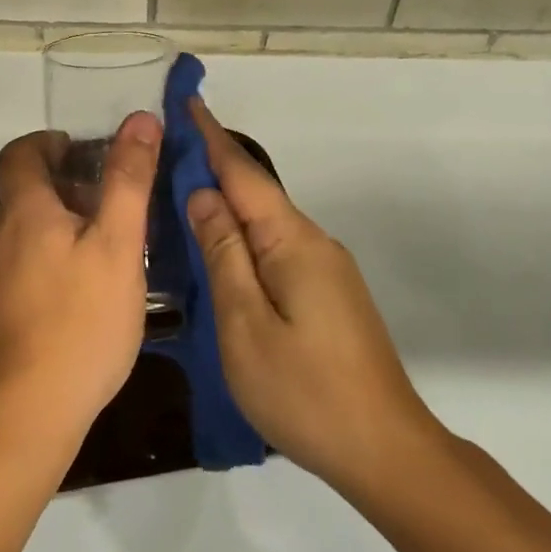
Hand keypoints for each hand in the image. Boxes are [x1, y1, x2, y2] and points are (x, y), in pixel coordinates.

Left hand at [0, 112, 161, 444]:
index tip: (85, 148)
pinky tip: (95, 282)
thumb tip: (138, 119)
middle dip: (67, 179)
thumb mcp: (118, 244)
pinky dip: (61, 251)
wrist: (31, 411)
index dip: (49, 140)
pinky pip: (33, 260)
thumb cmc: (81, 319)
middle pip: (27, 190)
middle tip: (115, 192)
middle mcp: (3, 237)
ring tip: (115, 235)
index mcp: (25, 212)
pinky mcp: (7, 308)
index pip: (20, 153)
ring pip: (32, 227)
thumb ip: (128, 180)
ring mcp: (1, 276)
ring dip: (67, 217)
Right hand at [185, 98, 445, 497]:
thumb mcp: (244, 323)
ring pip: (264, 223)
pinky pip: (274, 248)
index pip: (242, 173)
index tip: (186, 101)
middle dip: (212, 166)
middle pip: (254, 194)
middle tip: (165, 152)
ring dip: (225, 205)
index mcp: (292, 241)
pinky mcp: (326, 293)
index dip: (210, 137)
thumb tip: (202, 195)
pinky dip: (241, 237)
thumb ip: (222, 254)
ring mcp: (324, 269)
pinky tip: (218, 251)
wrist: (385, 451)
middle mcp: (312, 242)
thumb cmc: (305, 391)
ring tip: (178, 196)